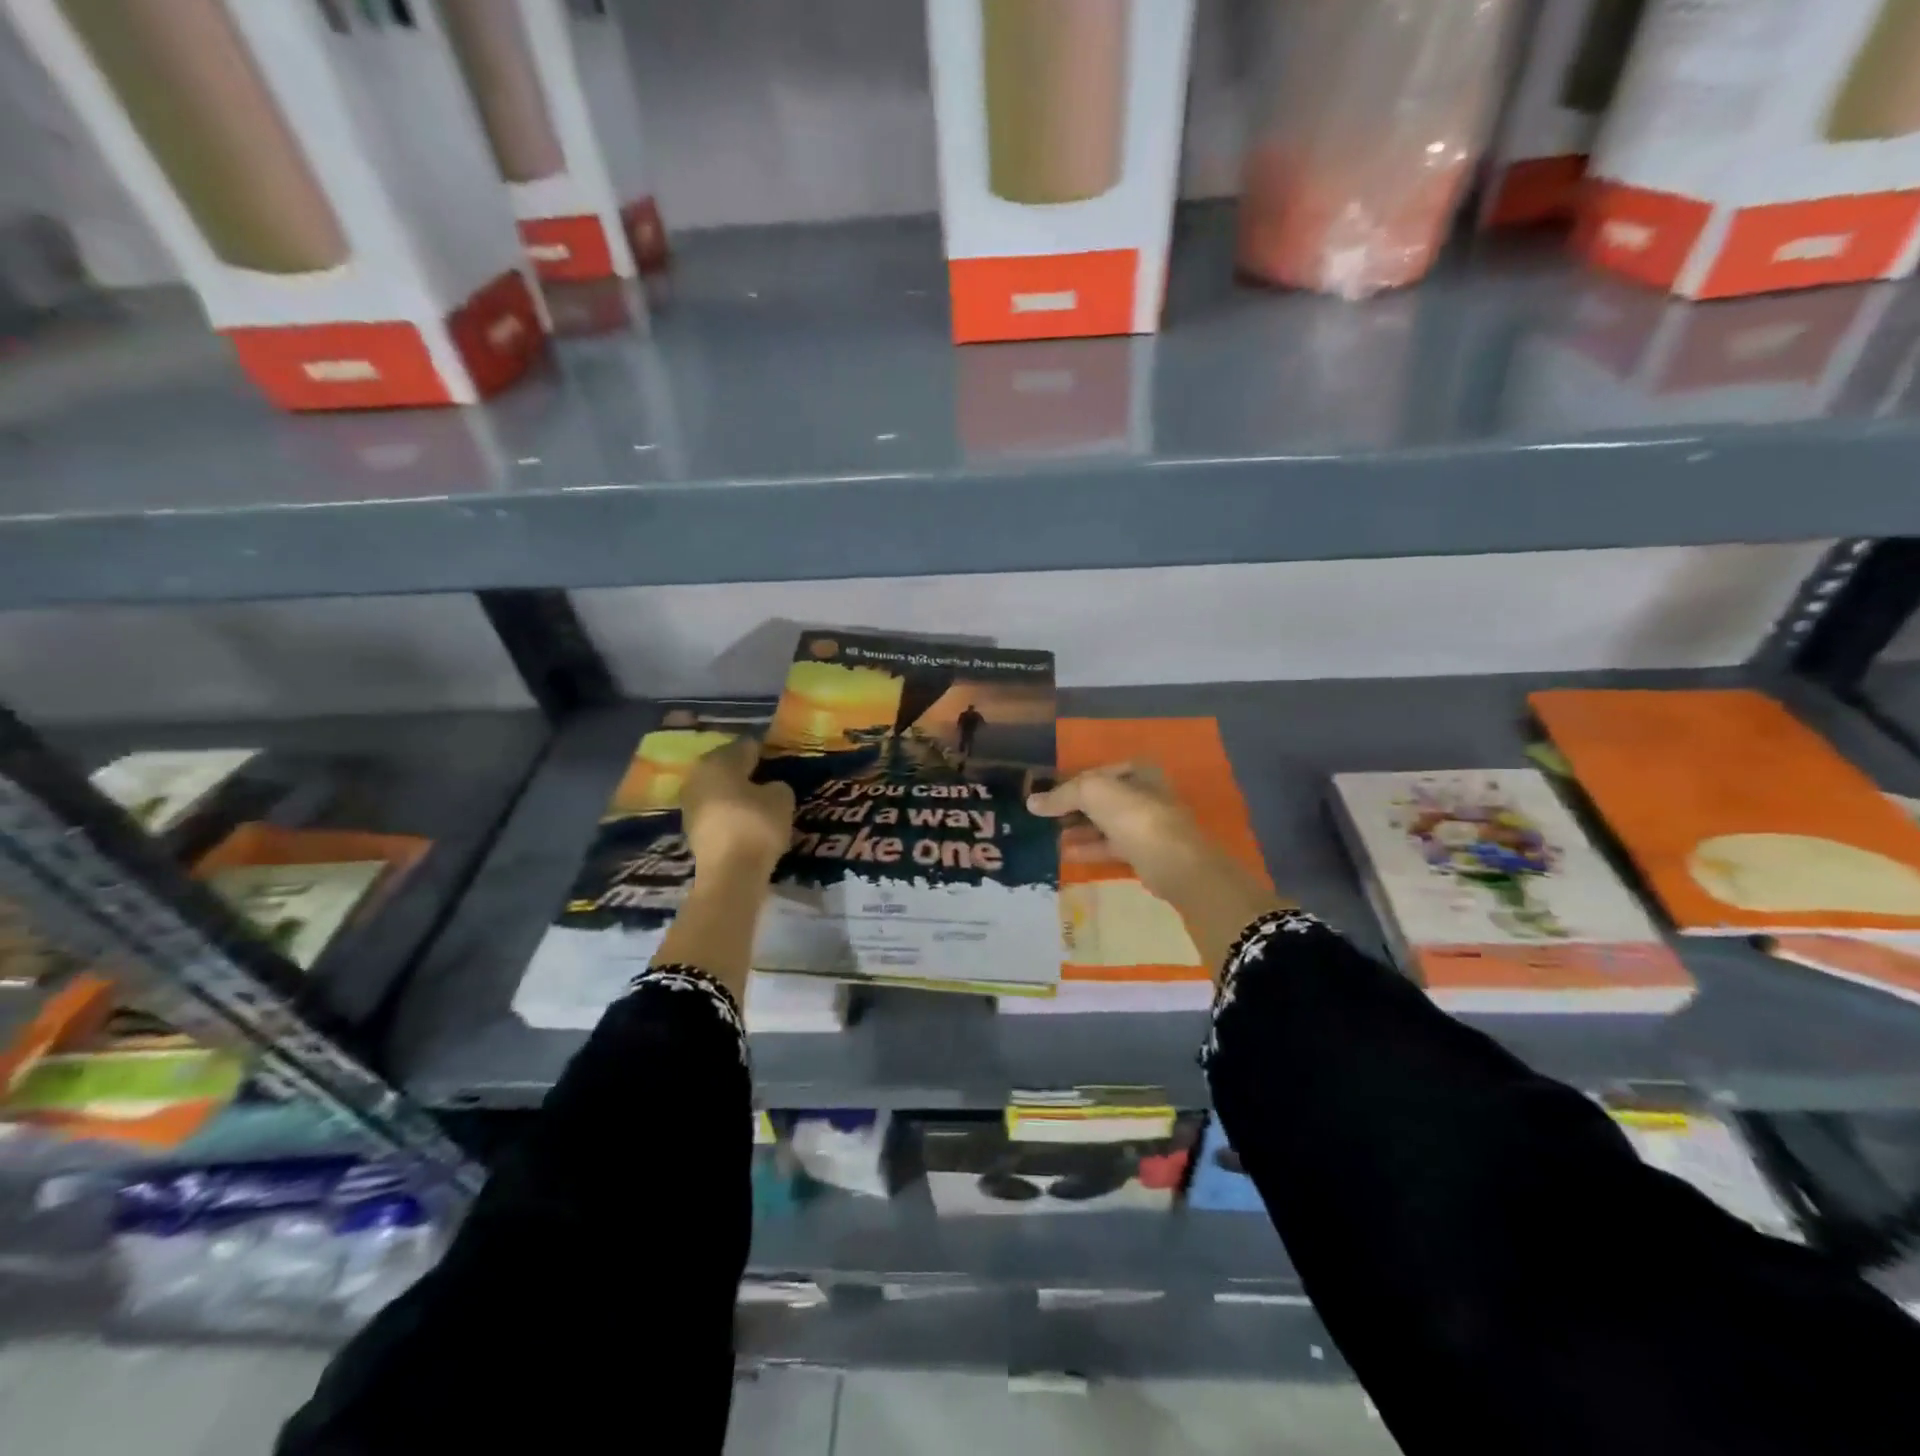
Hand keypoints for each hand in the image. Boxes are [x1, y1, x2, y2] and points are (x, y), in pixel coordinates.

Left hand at [679, 738, 793, 876]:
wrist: (729, 873)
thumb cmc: (756, 825)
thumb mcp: (782, 799)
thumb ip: (777, 785)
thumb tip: (769, 788)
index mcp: (719, 760)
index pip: (746, 746)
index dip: (764, 752)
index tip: (778, 760)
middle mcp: (698, 775)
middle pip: (726, 766)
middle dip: (746, 771)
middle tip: (768, 780)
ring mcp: (690, 802)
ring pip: (718, 788)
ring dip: (735, 792)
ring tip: (758, 802)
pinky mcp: (690, 827)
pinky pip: (715, 810)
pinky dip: (728, 811)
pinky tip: (745, 820)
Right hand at [1027, 762, 1210, 902]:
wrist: (1171, 860)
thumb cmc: (1133, 815)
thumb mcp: (1091, 792)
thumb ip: (1061, 795)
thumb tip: (1032, 803)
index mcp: (1137, 770)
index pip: (1096, 772)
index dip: (1069, 783)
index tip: (1046, 796)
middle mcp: (1145, 793)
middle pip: (1101, 799)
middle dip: (1073, 808)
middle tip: (1045, 818)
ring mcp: (1146, 824)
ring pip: (1105, 823)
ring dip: (1079, 829)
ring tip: (1050, 836)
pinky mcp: (1144, 852)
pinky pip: (1110, 846)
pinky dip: (1089, 848)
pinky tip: (1065, 853)